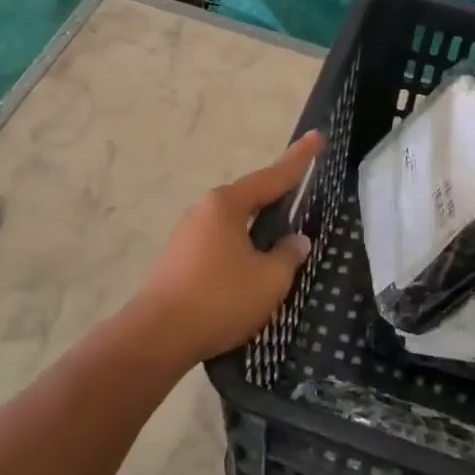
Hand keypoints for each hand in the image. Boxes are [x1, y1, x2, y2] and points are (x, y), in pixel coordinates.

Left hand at [130, 130, 322, 361]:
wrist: (156, 337)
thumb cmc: (220, 299)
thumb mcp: (269, 279)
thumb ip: (288, 255)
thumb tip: (296, 241)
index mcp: (225, 205)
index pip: (272, 177)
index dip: (299, 160)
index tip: (317, 137)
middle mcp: (203, 212)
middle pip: (249, 200)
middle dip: (276, 201)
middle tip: (301, 198)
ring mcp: (186, 236)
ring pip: (233, 226)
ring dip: (257, 233)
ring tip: (280, 248)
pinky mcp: (177, 262)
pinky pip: (219, 247)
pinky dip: (240, 253)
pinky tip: (250, 274)